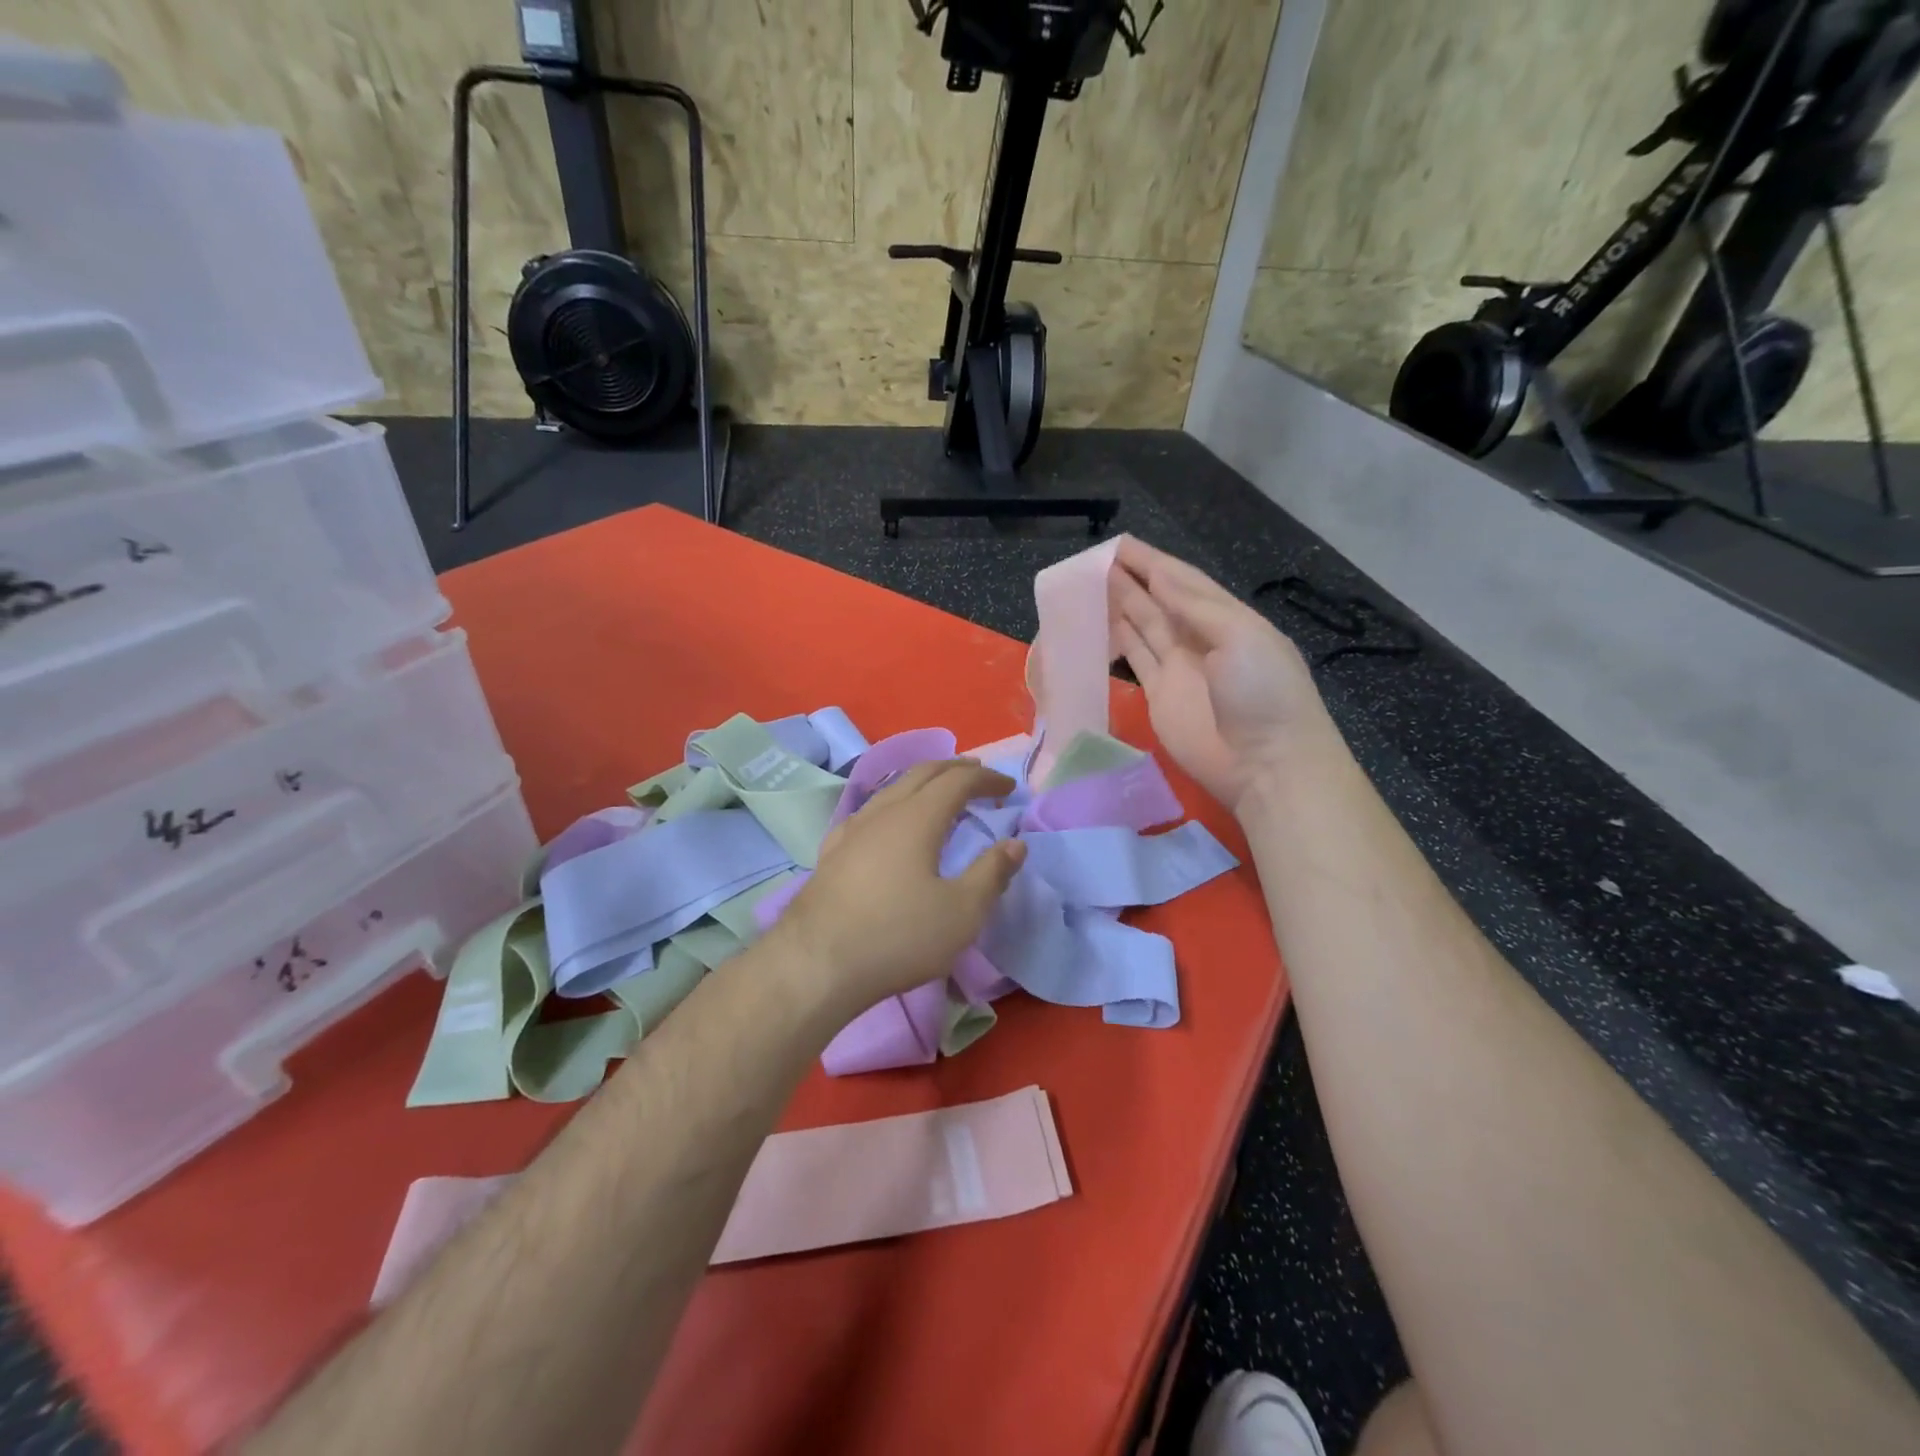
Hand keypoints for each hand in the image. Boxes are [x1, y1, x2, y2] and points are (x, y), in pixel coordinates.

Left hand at [776, 760, 1026, 1013]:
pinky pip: (870, 812)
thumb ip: (991, 874)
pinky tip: (888, 823)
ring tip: (938, 792)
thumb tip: (1015, 844)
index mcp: (917, 818)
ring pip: (892, 789)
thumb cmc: (897, 936)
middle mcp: (882, 812)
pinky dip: (893, 804)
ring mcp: (851, 830)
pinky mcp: (832, 853)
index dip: (986, 779)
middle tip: (978, 774)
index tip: (1009, 787)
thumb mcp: (961, 912)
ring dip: (922, 782)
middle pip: (921, 773)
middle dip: (954, 769)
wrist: (816, 964)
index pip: (957, 781)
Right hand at [1109, 537, 1339, 811]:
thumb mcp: (1240, 637)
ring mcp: (1178, 669)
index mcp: (1226, 618)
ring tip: (1087, 584)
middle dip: (1129, 578)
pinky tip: (1098, 623)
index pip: (1182, 581)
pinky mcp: (1158, 696)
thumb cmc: (1263, 693)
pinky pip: (1134, 660)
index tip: (1118, 544)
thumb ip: (1195, 606)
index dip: (1150, 562)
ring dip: (1119, 605)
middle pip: (1158, 601)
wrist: (1267, 765)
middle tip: (1092, 560)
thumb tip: (1159, 574)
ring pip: (1143, 627)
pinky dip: (1116, 641)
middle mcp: (1199, 638)